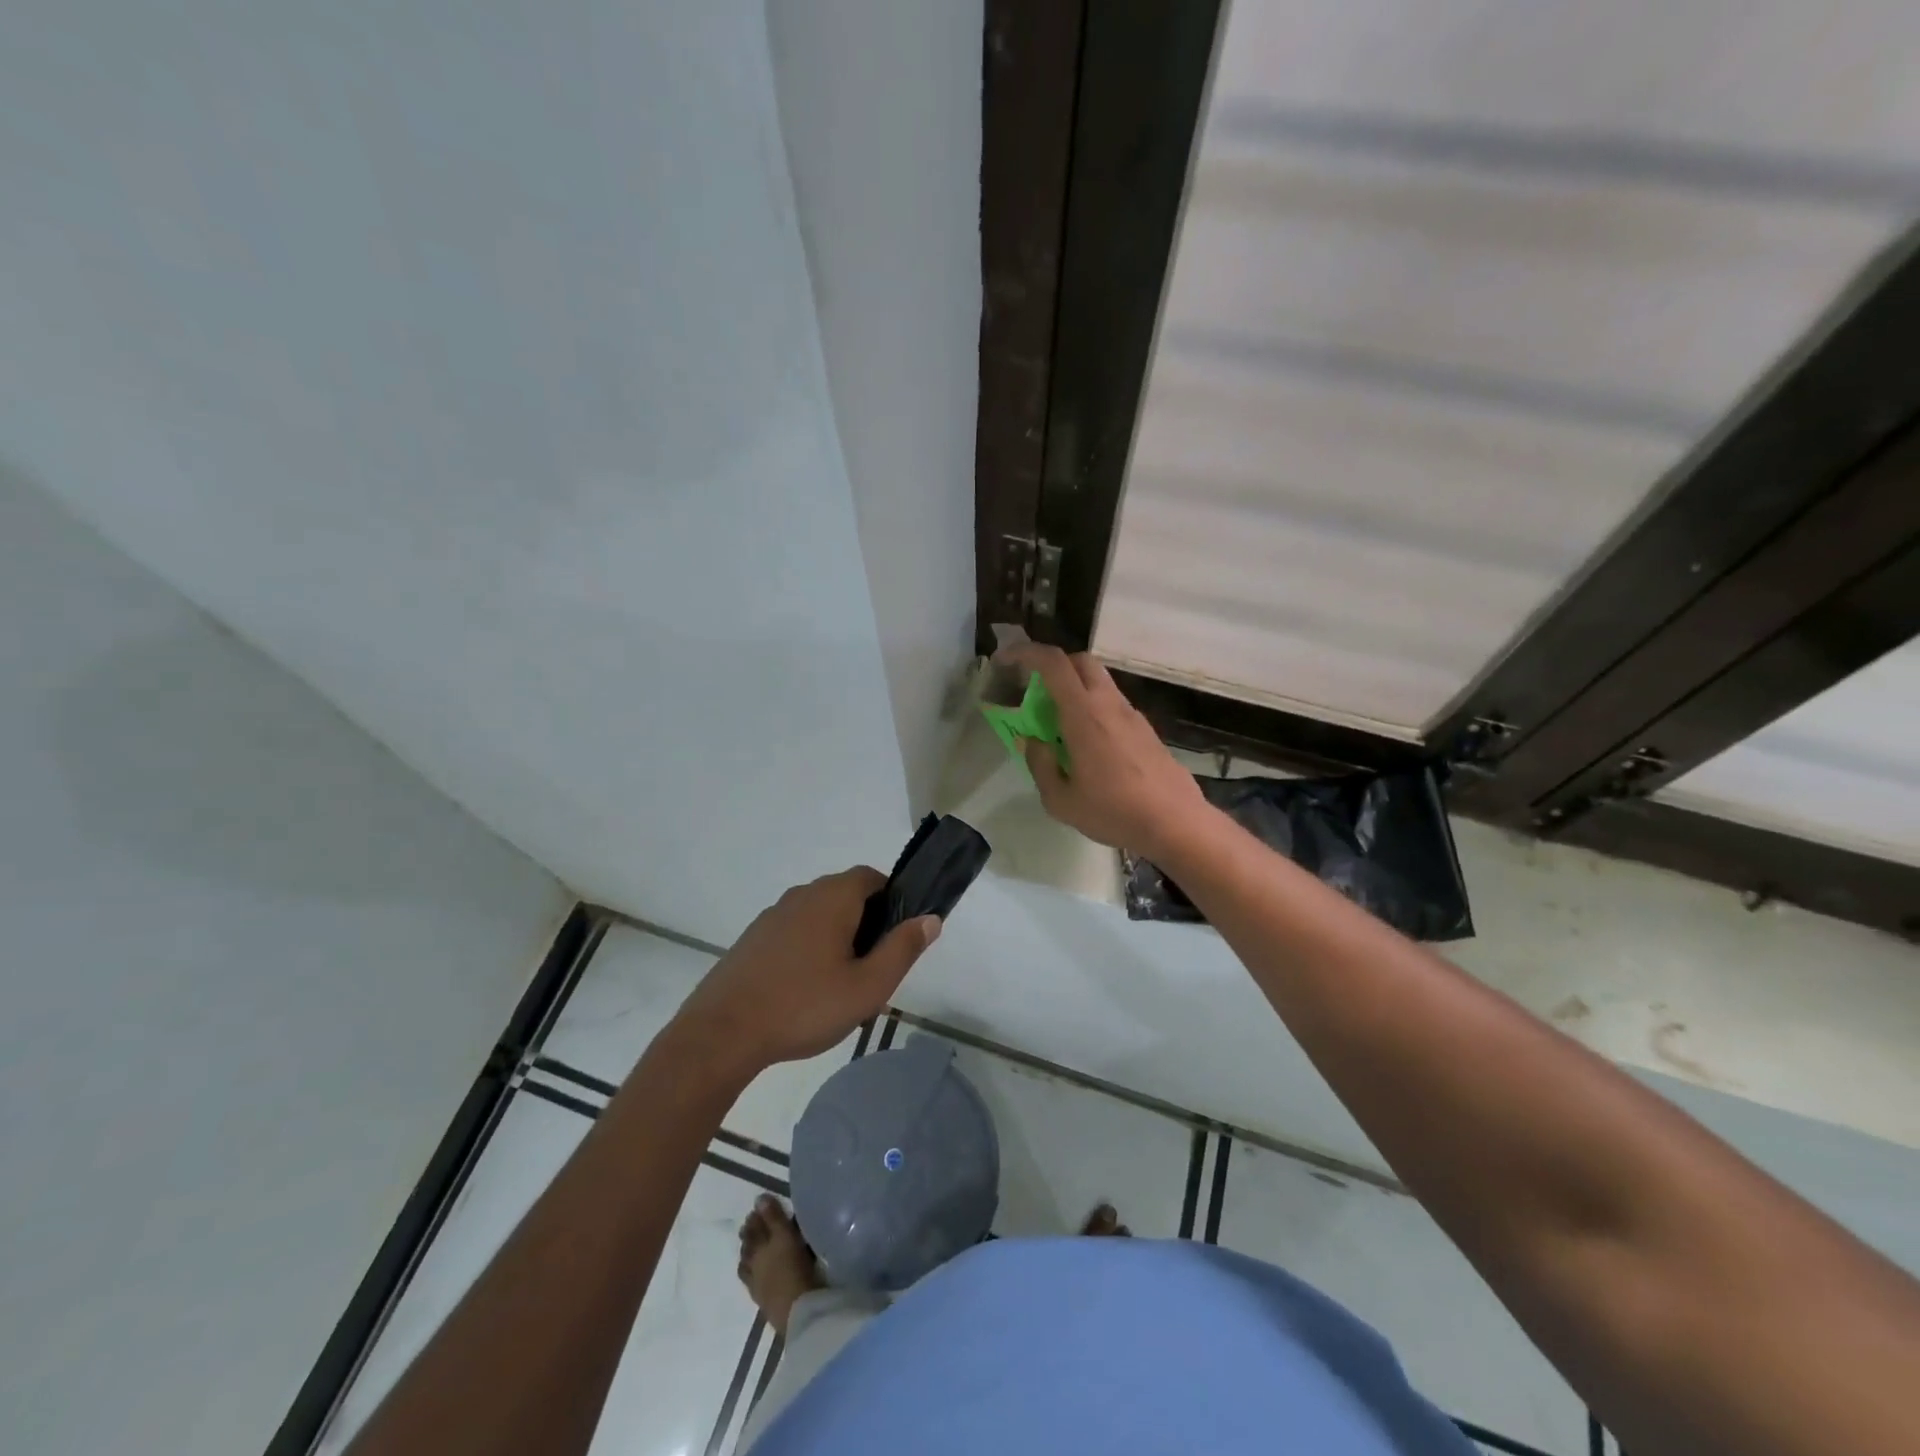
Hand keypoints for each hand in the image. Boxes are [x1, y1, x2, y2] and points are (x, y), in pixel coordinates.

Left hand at [671, 868, 940, 1076]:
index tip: (898, 935)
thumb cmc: (804, 1006)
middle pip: (845, 894)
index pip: (872, 877)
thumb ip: (903, 949)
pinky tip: (804, 990)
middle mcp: (802, 895)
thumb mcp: (868, 986)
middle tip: (873, 968)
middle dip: (865, 923)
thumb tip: (931, 918)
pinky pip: (793, 931)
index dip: (892, 899)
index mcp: (832, 897)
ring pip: (818, 915)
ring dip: (835, 937)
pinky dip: (807, 948)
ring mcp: (772, 915)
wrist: (722, 1033)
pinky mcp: (752, 939)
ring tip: (840, 985)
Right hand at [1001, 643, 1209, 860]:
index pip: (1053, 663)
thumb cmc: (1113, 812)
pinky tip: (1087, 744)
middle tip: (1033, 690)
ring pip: (1099, 682)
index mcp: (1084, 714)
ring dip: (1074, 688)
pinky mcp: (1145, 729)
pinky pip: (1112, 704)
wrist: (1175, 823)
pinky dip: (1092, 708)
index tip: (1005, 661)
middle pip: (1079, 661)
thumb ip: (1040, 764)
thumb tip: (1031, 741)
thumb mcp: (1061, 800)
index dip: (1025, 653)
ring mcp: (1132, 714)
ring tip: (1058, 723)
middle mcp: (1109, 704)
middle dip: (1052, 665)